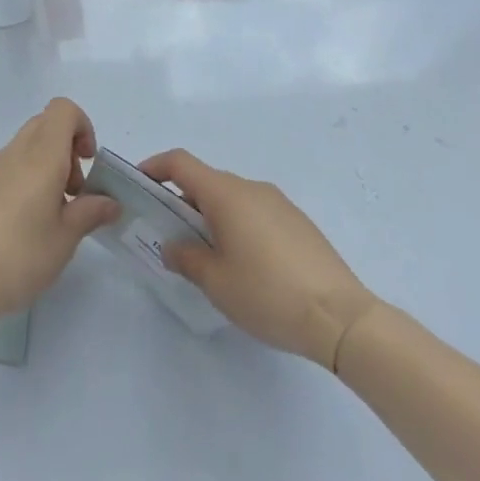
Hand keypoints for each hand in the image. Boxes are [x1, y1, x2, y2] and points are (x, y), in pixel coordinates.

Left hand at [0, 98, 119, 329]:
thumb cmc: (19, 257)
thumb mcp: (65, 239)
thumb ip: (90, 213)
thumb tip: (110, 202)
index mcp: (40, 157)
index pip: (63, 109)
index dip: (82, 127)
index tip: (88, 164)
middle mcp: (13, 154)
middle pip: (44, 125)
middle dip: (66, 149)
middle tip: (72, 193)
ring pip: (24, 148)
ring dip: (44, 168)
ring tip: (48, 217)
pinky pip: (5, 170)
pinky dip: (22, 183)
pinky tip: (18, 228)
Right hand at [138, 149, 379, 370]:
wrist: (341, 317)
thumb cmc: (268, 293)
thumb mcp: (216, 282)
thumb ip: (186, 258)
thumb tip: (172, 246)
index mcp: (226, 194)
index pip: (180, 163)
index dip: (154, 167)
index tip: (138, 186)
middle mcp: (252, 188)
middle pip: (206, 181)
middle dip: (181, 202)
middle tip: (167, 235)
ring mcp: (279, 203)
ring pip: (232, 199)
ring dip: (210, 216)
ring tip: (205, 255)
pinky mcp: (298, 223)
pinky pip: (255, 213)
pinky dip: (237, 225)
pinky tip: (243, 265)